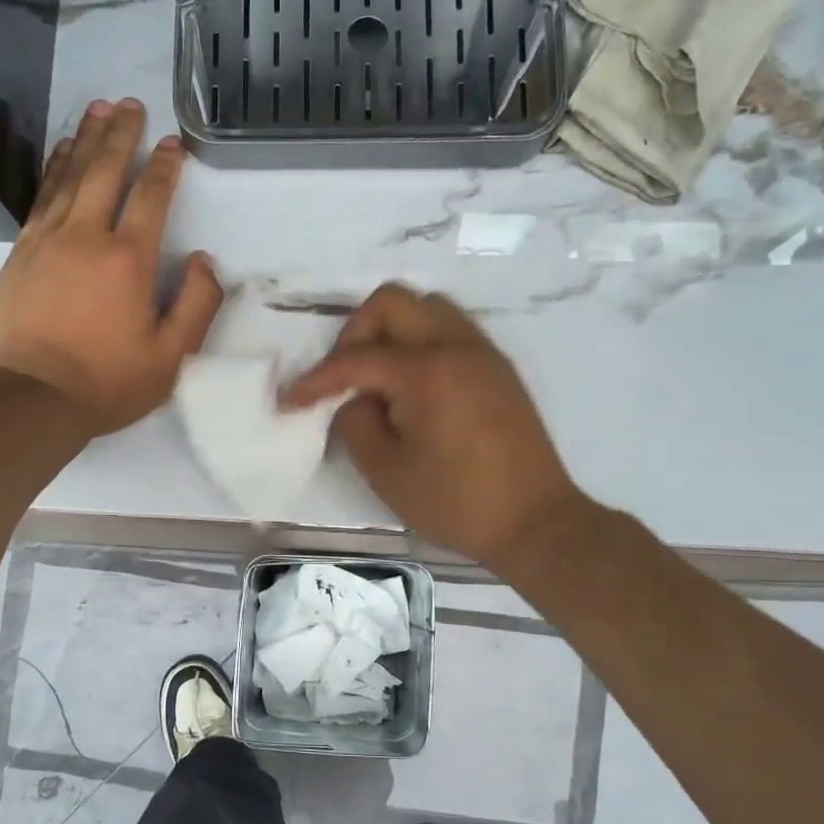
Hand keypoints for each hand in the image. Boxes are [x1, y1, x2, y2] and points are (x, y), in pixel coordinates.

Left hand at [0, 99, 222, 434]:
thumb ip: (198, 305)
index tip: (174, 143)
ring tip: (96, 110)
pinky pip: (41, 197)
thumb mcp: (171, 357)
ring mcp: (47, 240)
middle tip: (130, 103)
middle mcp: (86, 236)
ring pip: (69, 176)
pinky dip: (54, 170)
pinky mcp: (20, 253)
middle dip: (121, 134)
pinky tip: (61, 155)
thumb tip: (205, 261)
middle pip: (105, 171)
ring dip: (85, 140)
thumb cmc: (108, 382)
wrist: (31, 398)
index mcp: (128, 260)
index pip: (151, 198)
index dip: (165, 167)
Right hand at [283, 284, 582, 568]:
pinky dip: (419, 343)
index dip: (316, 380)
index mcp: (426, 370)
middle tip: (342, 377)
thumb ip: (356, 424)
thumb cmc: (456, 502)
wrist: (534, 521)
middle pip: (392, 302)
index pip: (356, 358)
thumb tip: (356, 400)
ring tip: (376, 378)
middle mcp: (456, 346)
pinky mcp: (497, 370)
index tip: (290, 401)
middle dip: (354, 333)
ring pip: (426, 309)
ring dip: (390, 332)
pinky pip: (450, 330)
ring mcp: (483, 353)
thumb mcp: (387, 472)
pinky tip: (410, 388)